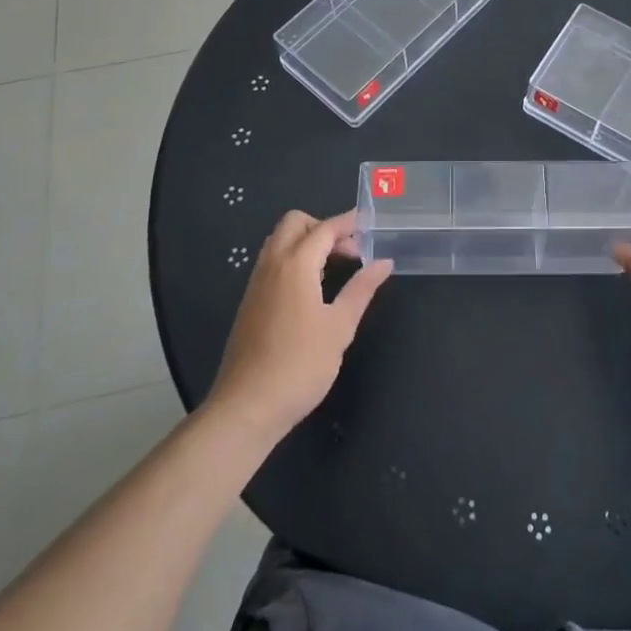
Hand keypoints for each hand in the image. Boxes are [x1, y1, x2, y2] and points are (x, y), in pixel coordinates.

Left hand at [207, 209, 391, 440]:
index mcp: (295, 265)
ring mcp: (256, 283)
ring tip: (335, 267)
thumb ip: (362, 289)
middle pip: (295, 224)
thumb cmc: (300, 365)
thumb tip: (383, 263)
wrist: (247, 407)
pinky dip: (294, 259)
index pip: (324, 229)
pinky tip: (313, 288)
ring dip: (308, 242)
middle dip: (324, 227)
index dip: (349, 223)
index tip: (370, 223)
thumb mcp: (340, 327)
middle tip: (350, 251)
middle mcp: (271, 265)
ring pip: (280, 241)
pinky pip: (272, 262)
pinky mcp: (250, 302)